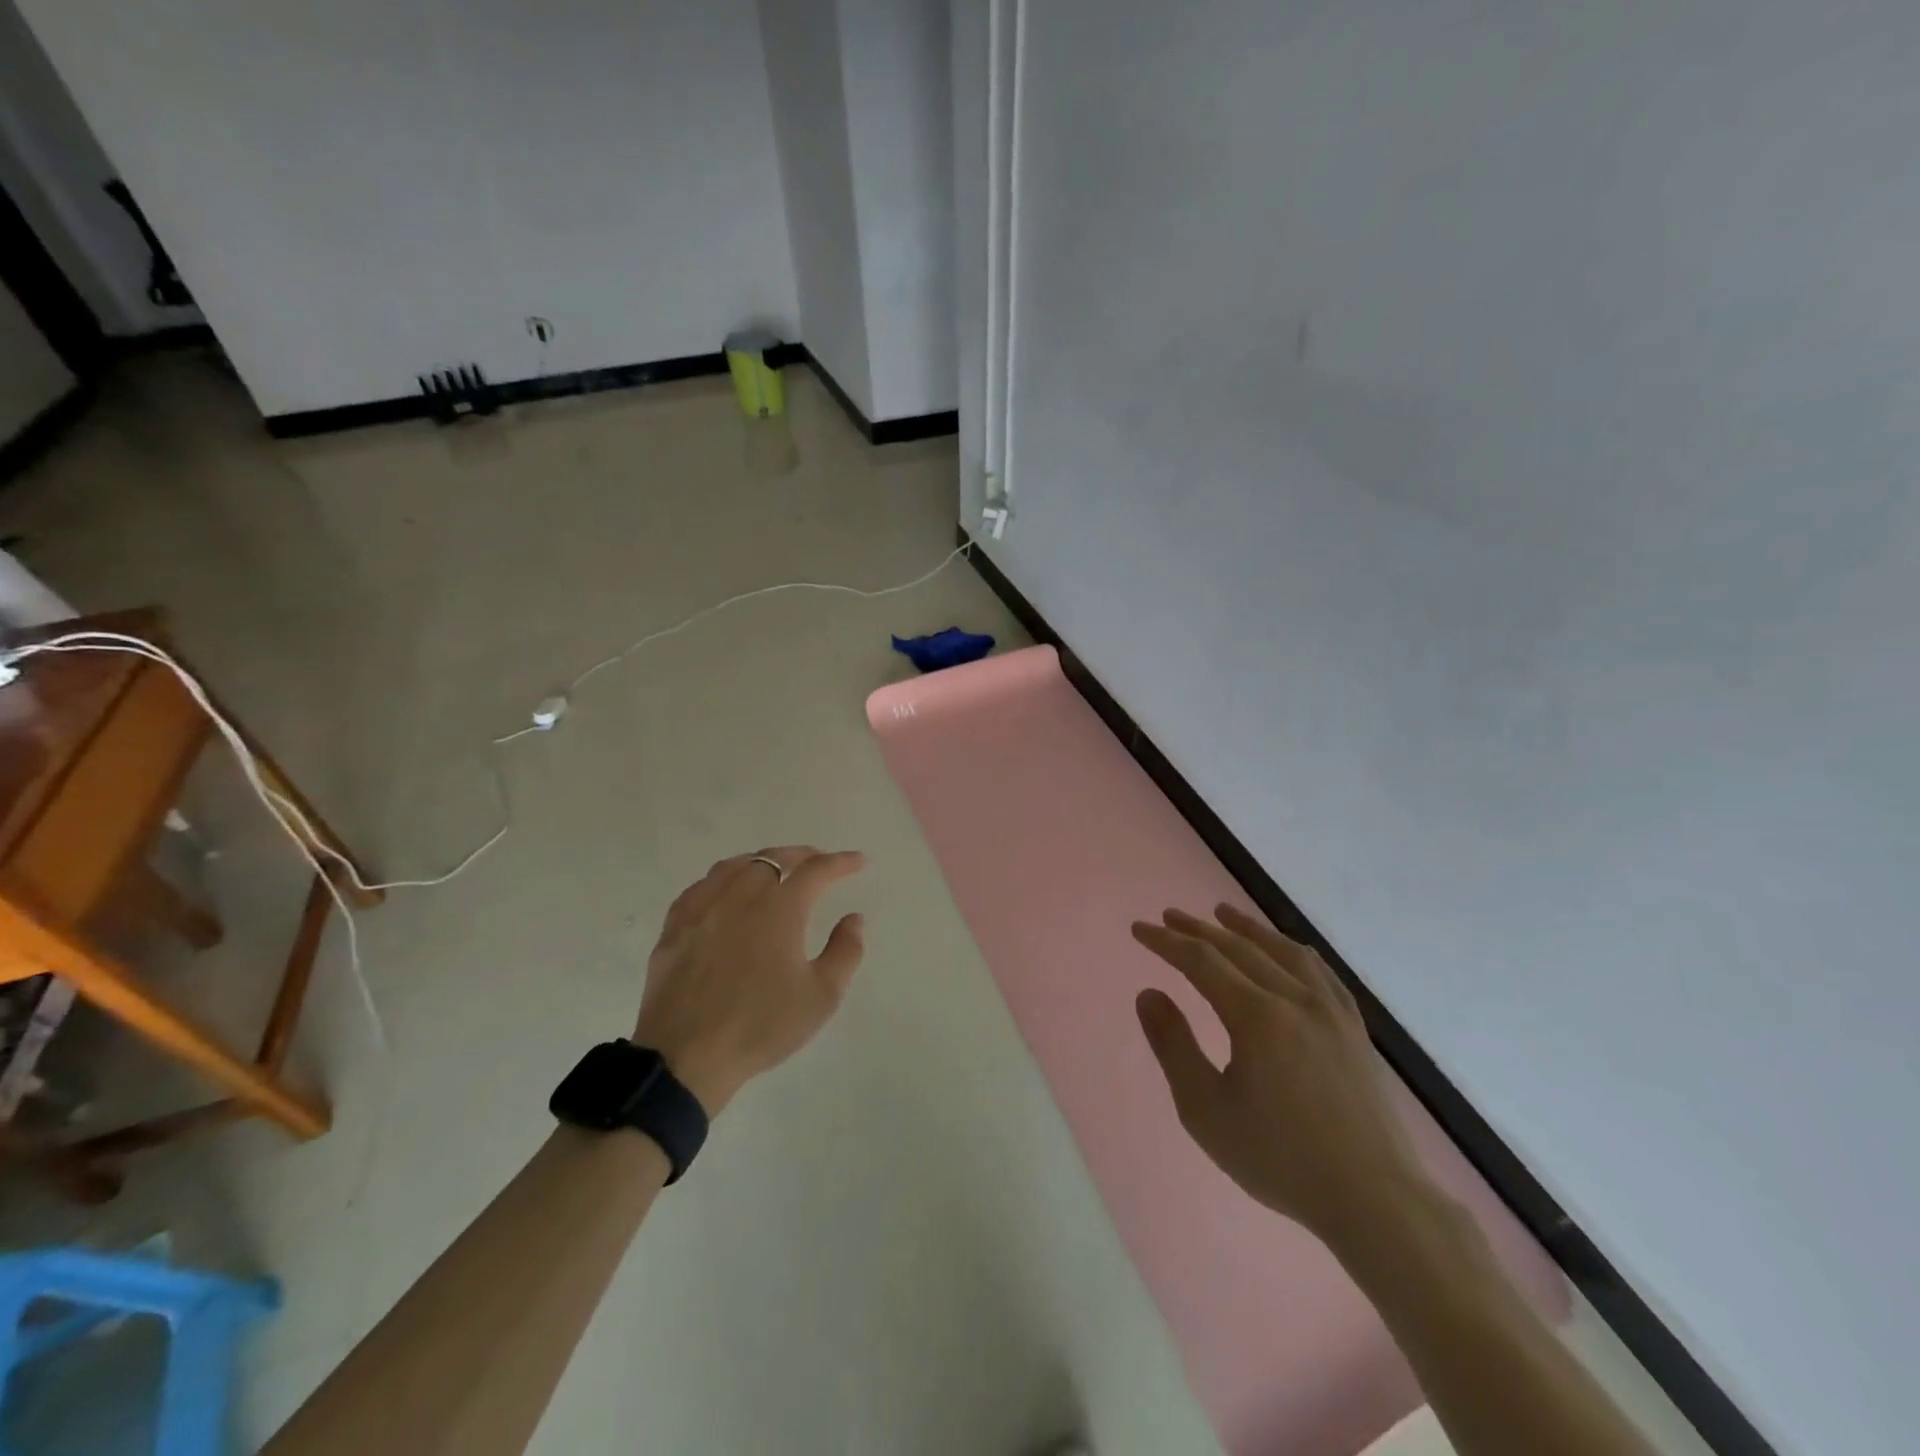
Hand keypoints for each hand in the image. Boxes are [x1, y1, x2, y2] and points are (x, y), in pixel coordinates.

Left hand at [635, 847, 866, 1114]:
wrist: (685, 1058)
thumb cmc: (761, 1027)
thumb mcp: (821, 996)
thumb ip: (845, 952)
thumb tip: (853, 919)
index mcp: (779, 909)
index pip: (816, 871)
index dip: (840, 862)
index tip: (858, 861)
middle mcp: (740, 897)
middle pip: (772, 859)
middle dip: (800, 856)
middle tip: (818, 862)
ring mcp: (702, 910)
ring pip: (733, 867)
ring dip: (760, 862)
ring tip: (773, 870)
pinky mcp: (674, 928)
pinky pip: (700, 888)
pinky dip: (721, 880)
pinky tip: (723, 892)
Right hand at [1132, 905, 1424, 1247]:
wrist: (1374, 1200)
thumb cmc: (1280, 1158)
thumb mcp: (1206, 1110)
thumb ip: (1173, 1046)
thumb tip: (1149, 993)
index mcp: (1256, 1016)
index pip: (1201, 961)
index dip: (1166, 942)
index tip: (1139, 929)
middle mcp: (1295, 999)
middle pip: (1239, 948)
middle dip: (1198, 929)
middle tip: (1169, 916)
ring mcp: (1331, 1011)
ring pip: (1283, 951)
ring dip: (1247, 928)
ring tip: (1222, 913)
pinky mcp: (1354, 1030)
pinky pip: (1321, 972)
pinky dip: (1293, 950)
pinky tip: (1287, 950)